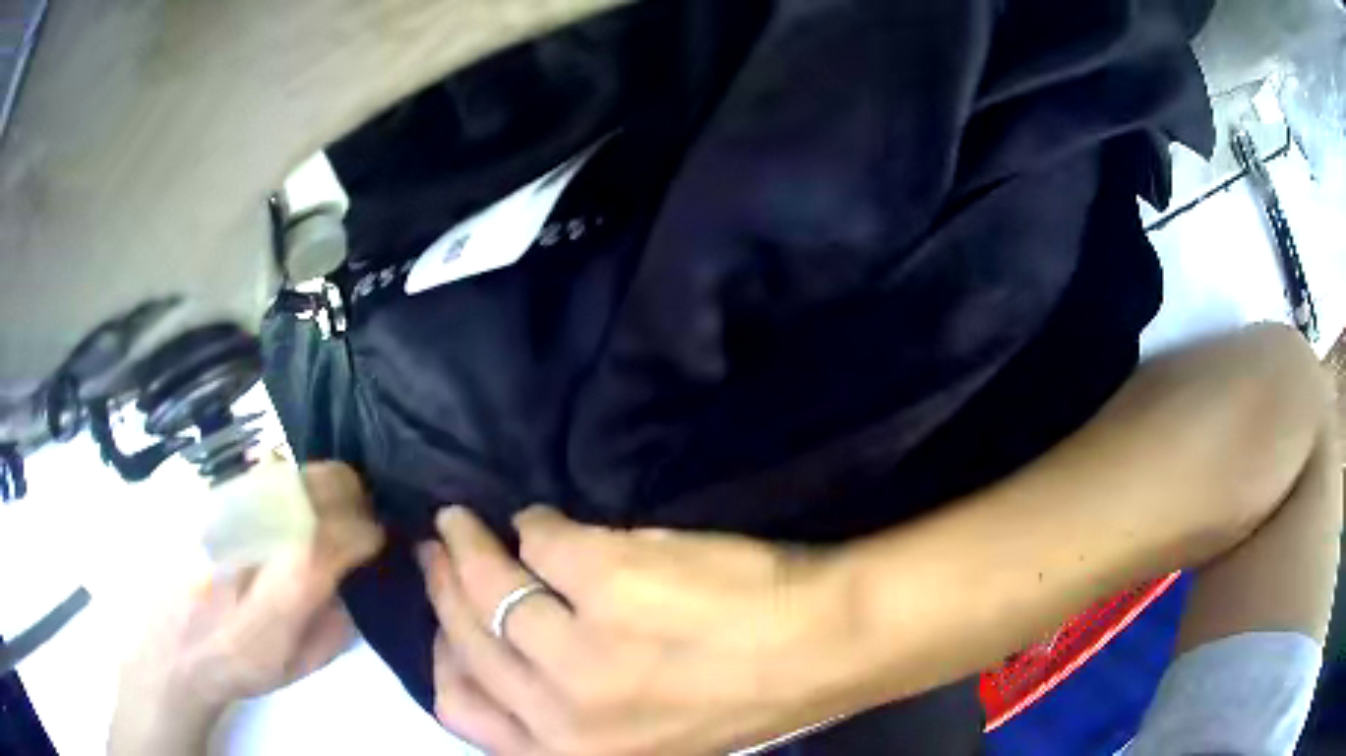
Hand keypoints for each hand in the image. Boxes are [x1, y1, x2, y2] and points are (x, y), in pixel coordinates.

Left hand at [109, 463, 384, 754]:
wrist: (173, 643)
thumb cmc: (239, 663)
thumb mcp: (301, 663)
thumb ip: (338, 619)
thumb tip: (356, 576)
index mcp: (282, 588)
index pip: (342, 534)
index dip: (369, 530)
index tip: (376, 539)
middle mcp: (252, 534)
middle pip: (317, 484)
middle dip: (350, 494)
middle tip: (354, 516)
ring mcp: (226, 504)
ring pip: (289, 467)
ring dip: (316, 486)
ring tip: (317, 514)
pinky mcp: (207, 492)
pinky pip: (257, 470)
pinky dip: (281, 483)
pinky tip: (277, 510)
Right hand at [417, 506, 871, 755]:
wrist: (820, 649)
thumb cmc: (734, 697)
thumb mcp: (633, 736)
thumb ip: (561, 708)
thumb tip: (500, 642)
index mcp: (570, 753)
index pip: (461, 708)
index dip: (441, 655)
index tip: (441, 619)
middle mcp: (563, 713)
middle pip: (465, 641)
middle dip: (442, 589)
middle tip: (438, 551)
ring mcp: (582, 648)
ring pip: (488, 586)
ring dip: (467, 545)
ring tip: (461, 521)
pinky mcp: (609, 581)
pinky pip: (542, 539)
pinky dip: (533, 523)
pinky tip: (537, 520)